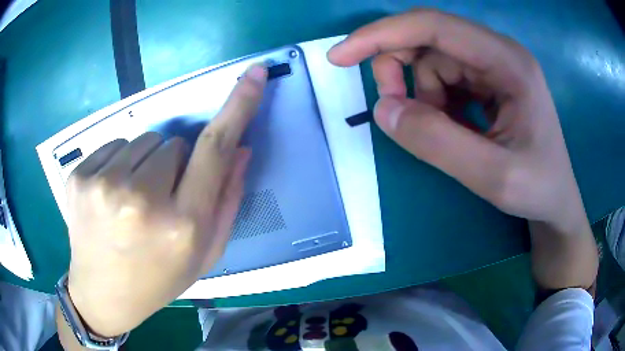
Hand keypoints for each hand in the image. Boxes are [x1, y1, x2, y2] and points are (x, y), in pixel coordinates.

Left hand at [64, 65, 266, 336]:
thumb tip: (240, 149)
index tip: (255, 73)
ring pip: (143, 141)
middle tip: (159, 201)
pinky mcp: (78, 176)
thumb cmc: (158, 280)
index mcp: (181, 225)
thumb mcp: (203, 254)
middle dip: (173, 165)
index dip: (238, 106)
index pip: (214, 148)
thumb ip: (227, 201)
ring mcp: (103, 185)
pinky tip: (110, 196)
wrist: (102, 295)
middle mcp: (140, 200)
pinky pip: (114, 145)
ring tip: (132, 201)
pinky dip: (118, 163)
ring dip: (144, 164)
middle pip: (173, 142)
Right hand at [328, 9, 596, 290]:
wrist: (556, 201)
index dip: (382, 34)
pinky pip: (445, 78)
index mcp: (508, 61)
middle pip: (429, 38)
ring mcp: (494, 65)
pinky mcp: (489, 80)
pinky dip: (435, 101)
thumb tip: (383, 110)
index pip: (433, 25)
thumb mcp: (494, 177)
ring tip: (442, 132)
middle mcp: (499, 52)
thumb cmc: (538, 189)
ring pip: (433, 60)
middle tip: (395, 110)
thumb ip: (438, 143)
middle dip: (400, 69)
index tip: (340, 56)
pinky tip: (454, 126)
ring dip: (421, 94)